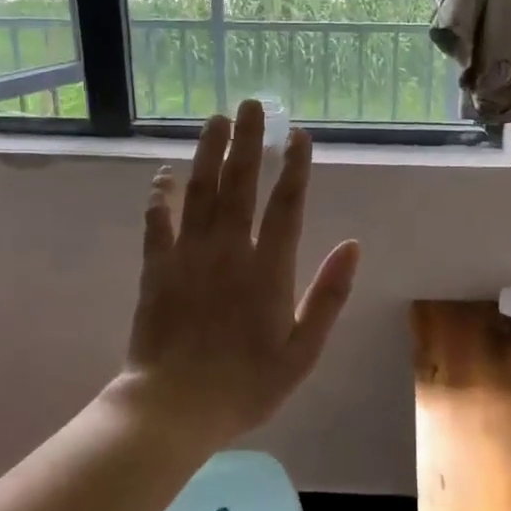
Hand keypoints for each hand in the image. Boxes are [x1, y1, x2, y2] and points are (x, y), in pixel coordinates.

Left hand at [123, 101, 360, 445]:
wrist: (175, 407)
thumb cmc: (246, 384)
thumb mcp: (303, 350)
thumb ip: (328, 295)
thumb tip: (353, 245)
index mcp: (269, 269)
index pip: (287, 206)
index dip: (295, 167)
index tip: (299, 135)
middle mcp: (229, 250)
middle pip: (240, 184)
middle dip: (249, 141)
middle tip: (253, 104)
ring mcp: (189, 255)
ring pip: (200, 191)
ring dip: (209, 152)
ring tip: (216, 118)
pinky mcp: (157, 267)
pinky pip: (157, 220)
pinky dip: (160, 194)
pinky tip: (165, 171)